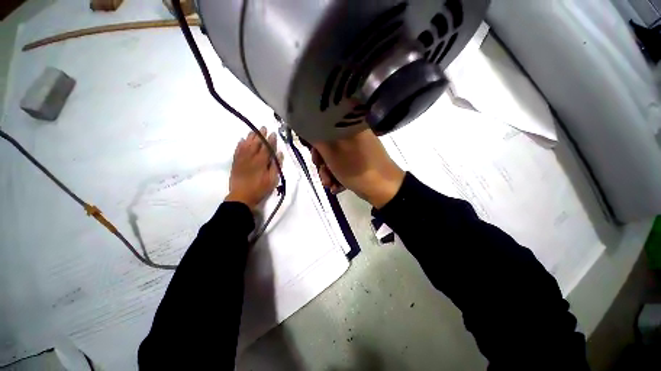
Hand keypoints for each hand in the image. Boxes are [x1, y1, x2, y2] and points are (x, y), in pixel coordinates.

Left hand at [225, 127, 283, 210]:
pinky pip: (237, 150)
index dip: (271, 140)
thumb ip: (275, 166)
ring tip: (254, 131)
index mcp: (261, 161)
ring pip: (246, 144)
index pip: (267, 148)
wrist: (241, 196)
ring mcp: (242, 159)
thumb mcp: (272, 179)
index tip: (273, 133)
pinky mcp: (235, 163)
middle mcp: (251, 157)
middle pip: (256, 143)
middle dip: (260, 135)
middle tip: (263, 127)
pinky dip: (239, 144)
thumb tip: (279, 154)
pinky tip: (241, 140)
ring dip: (250, 137)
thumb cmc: (259, 189)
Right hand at [312, 129, 404, 208]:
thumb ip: (317, 140)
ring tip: (330, 185)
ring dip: (329, 173)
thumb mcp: (332, 153)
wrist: (383, 188)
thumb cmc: (356, 168)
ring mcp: (359, 149)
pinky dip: (339, 175)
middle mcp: (354, 135)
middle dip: (322, 163)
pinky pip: (345, 164)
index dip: (315, 143)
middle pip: (329, 145)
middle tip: (322, 175)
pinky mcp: (362, 161)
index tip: (314, 157)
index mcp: (349, 127)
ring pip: (336, 157)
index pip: (325, 128)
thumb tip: (308, 128)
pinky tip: (337, 188)